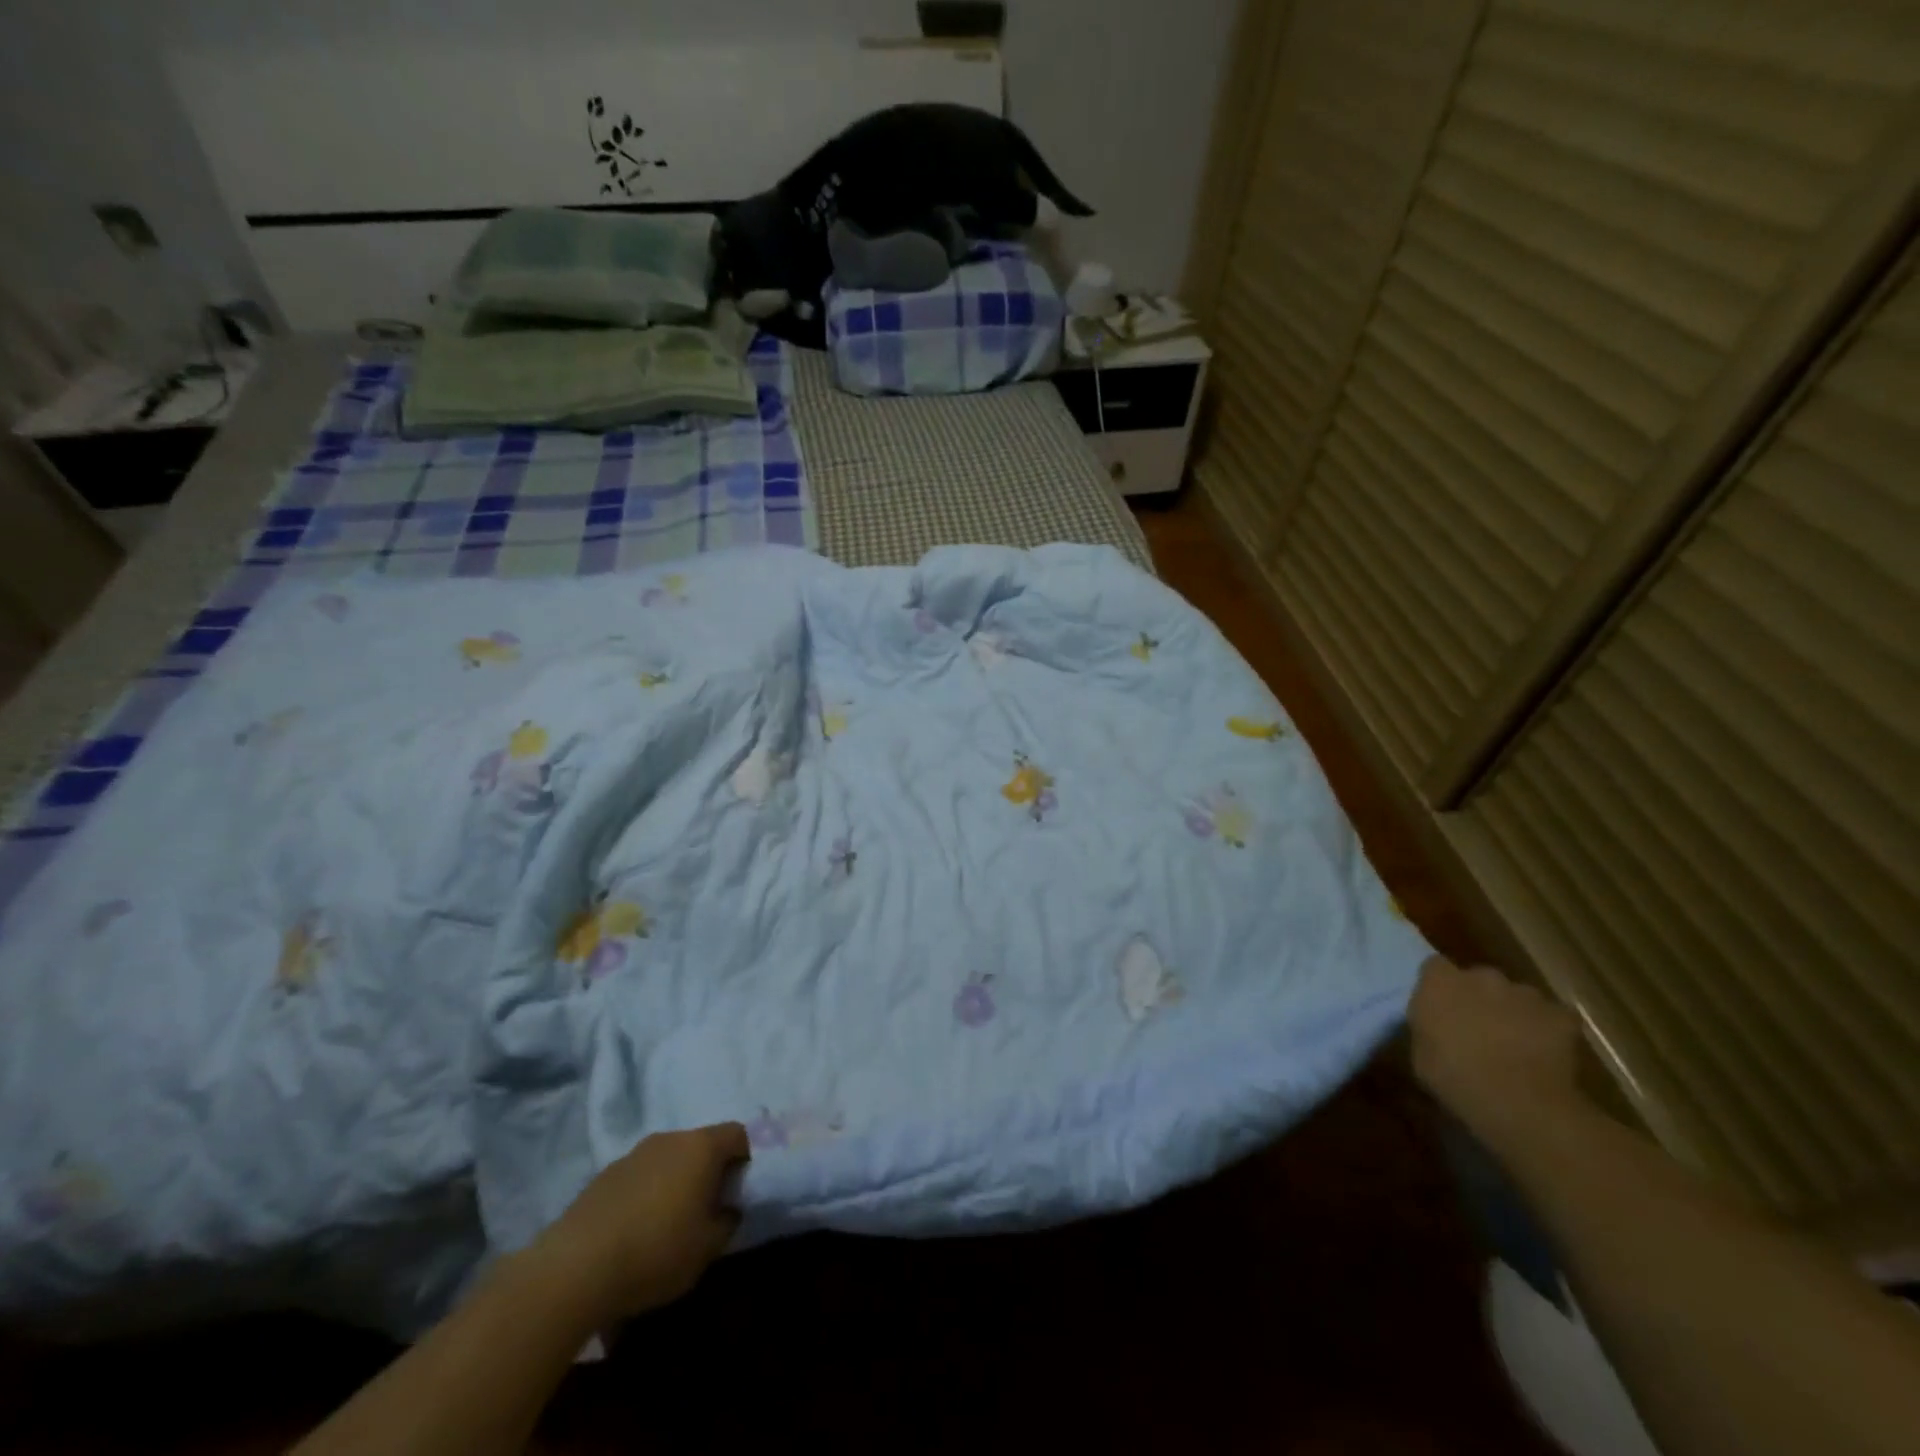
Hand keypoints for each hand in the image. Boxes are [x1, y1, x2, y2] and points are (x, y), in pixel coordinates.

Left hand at [539, 1122, 748, 1322]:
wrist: (574, 1269)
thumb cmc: (656, 1251)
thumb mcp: (708, 1248)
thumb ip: (728, 1221)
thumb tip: (728, 1208)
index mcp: (701, 1146)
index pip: (738, 1134)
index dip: (746, 1158)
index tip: (742, 1191)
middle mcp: (669, 1139)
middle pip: (701, 1145)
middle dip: (709, 1172)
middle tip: (708, 1210)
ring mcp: (633, 1154)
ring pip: (668, 1161)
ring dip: (675, 1183)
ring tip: (669, 1225)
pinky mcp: (603, 1176)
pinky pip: (640, 1177)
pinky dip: (646, 1195)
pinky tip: (636, 1232)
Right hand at [1409, 958, 1585, 1152]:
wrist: (1520, 1104)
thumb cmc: (1456, 1079)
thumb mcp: (1420, 1055)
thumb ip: (1427, 1029)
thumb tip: (1435, 1027)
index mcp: (1439, 983)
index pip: (1435, 967)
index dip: (1440, 986)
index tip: (1441, 1007)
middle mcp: (1481, 977)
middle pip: (1479, 979)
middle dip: (1479, 997)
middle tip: (1479, 1028)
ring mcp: (1524, 993)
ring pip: (1516, 996)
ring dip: (1513, 1012)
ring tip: (1515, 1044)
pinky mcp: (1561, 1015)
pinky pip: (1552, 1016)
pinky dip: (1548, 1030)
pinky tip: (1545, 1054)